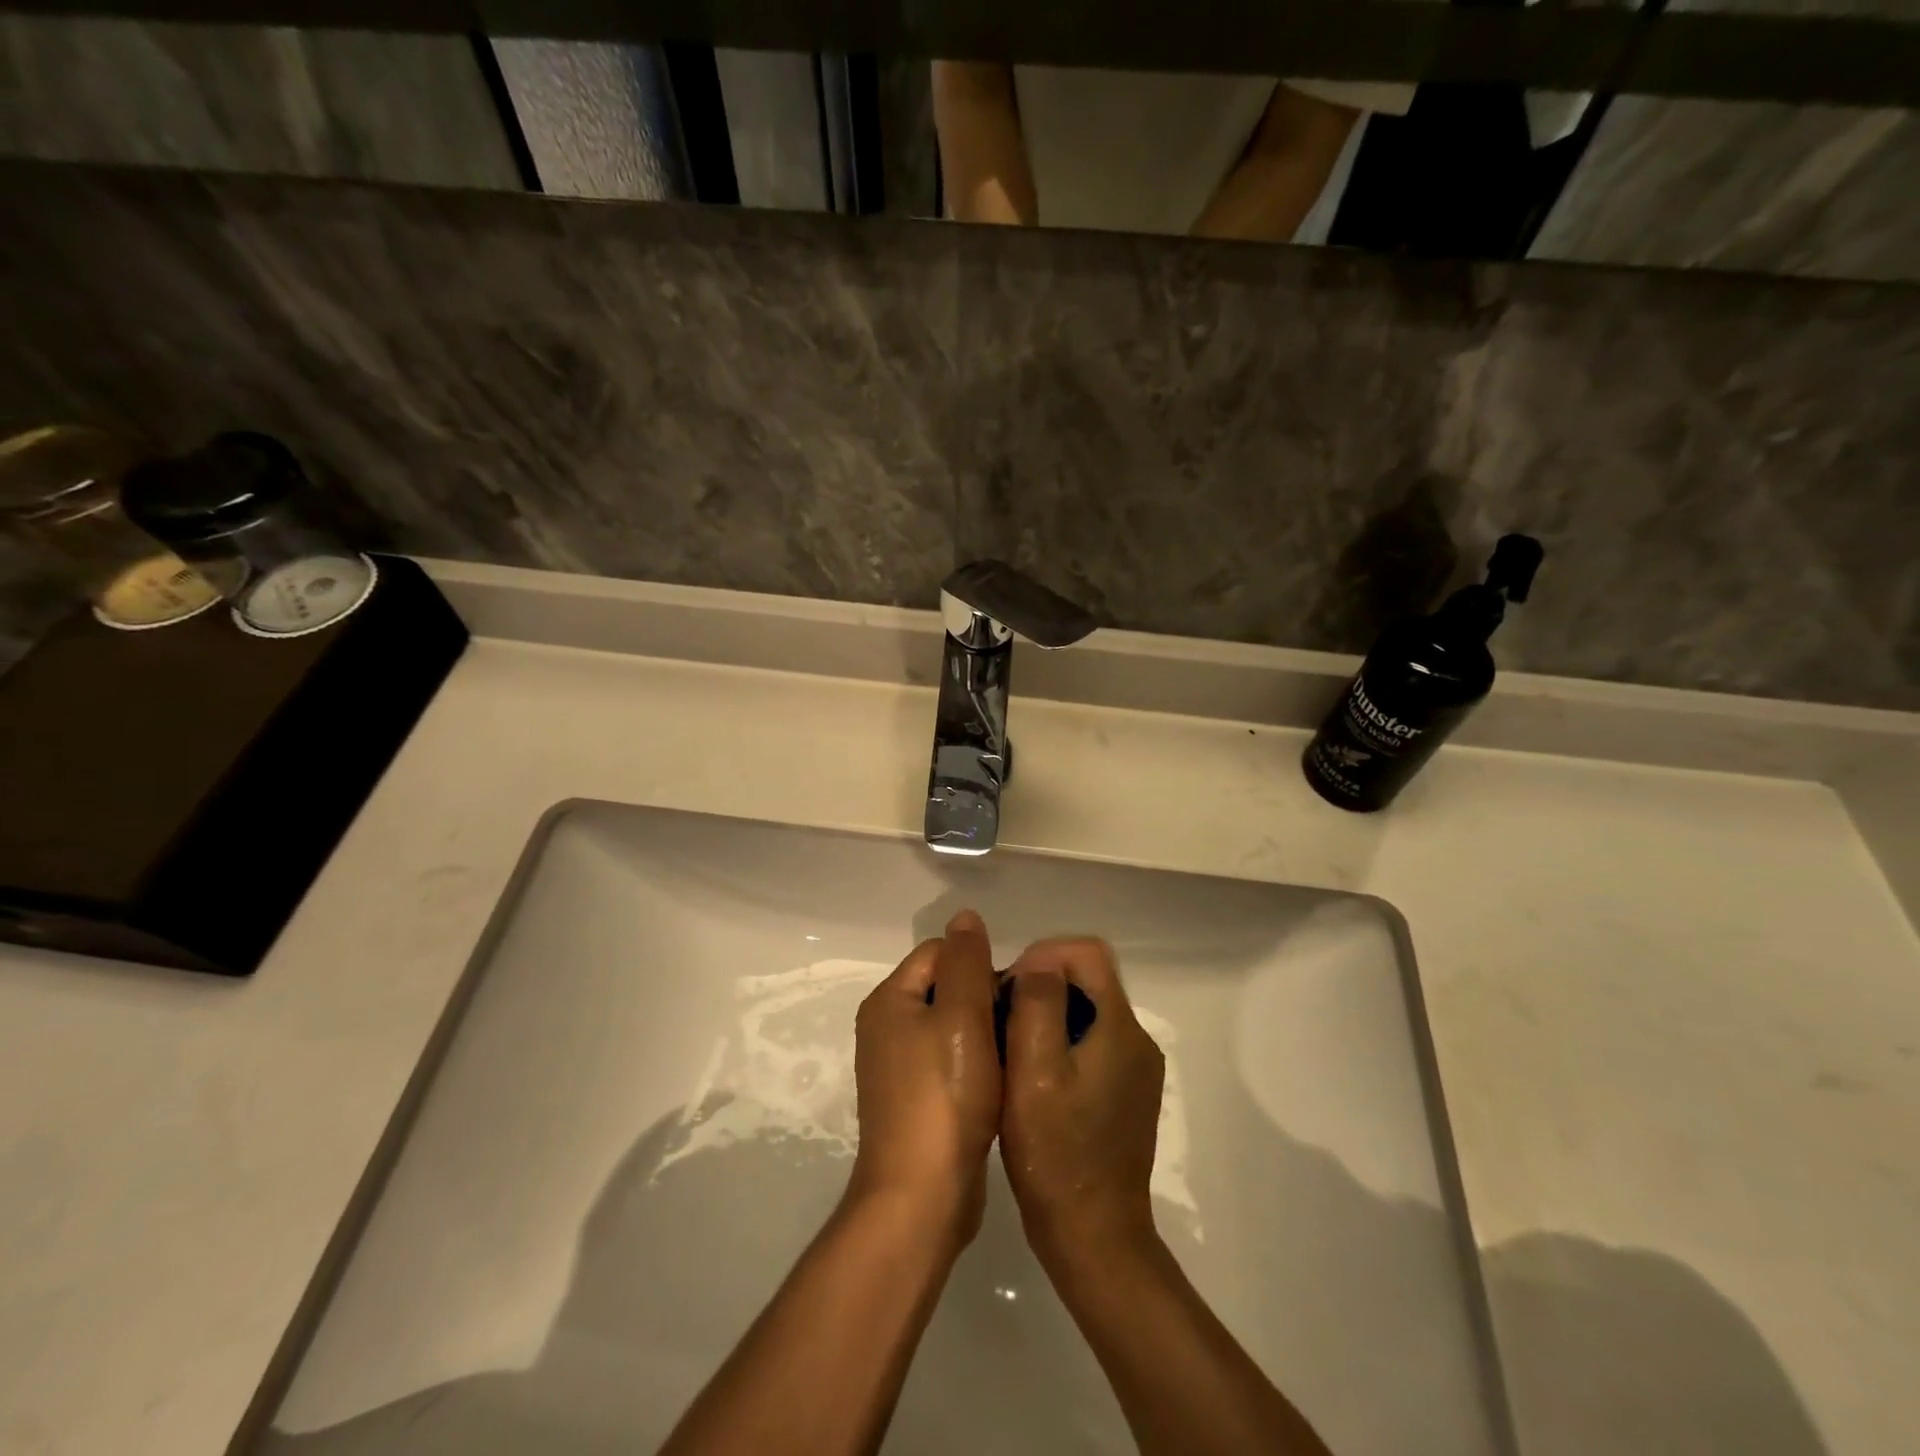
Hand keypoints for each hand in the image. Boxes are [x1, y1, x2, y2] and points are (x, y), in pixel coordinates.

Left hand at [848, 910, 1002, 1249]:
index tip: (1013, 996)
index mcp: (889, 1000)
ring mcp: (896, 1066)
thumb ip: (966, 961)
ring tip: (1014, 1052)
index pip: (940, 952)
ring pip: (951, 1025)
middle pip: (945, 986)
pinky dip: (973, 1063)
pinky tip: (998, 1081)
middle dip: (983, 998)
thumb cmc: (944, 1097)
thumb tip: (965, 915)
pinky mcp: (913, 1099)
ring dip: (983, 1033)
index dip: (980, 965)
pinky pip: (948, 1060)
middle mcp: (885, 1026)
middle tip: (1018, 1025)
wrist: (922, 1197)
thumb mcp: (962, 1017)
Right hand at [999, 937, 1165, 1272]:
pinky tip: (1031, 1079)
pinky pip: (1091, 1043)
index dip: (1043, 955)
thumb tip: (1040, 962)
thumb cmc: (1057, 1153)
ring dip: (1047, 1015)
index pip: (1087, 953)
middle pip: (1087, 979)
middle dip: (1041, 985)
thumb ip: (1038, 1005)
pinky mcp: (1125, 1094)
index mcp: (1120, 1026)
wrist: (1093, 1237)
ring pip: (1087, 1011)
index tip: (1008, 989)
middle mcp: (1136, 1039)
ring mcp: (1134, 1069)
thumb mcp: (1034, 1071)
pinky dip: (1059, 1043)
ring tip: (1009, 1049)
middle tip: (1001, 1019)